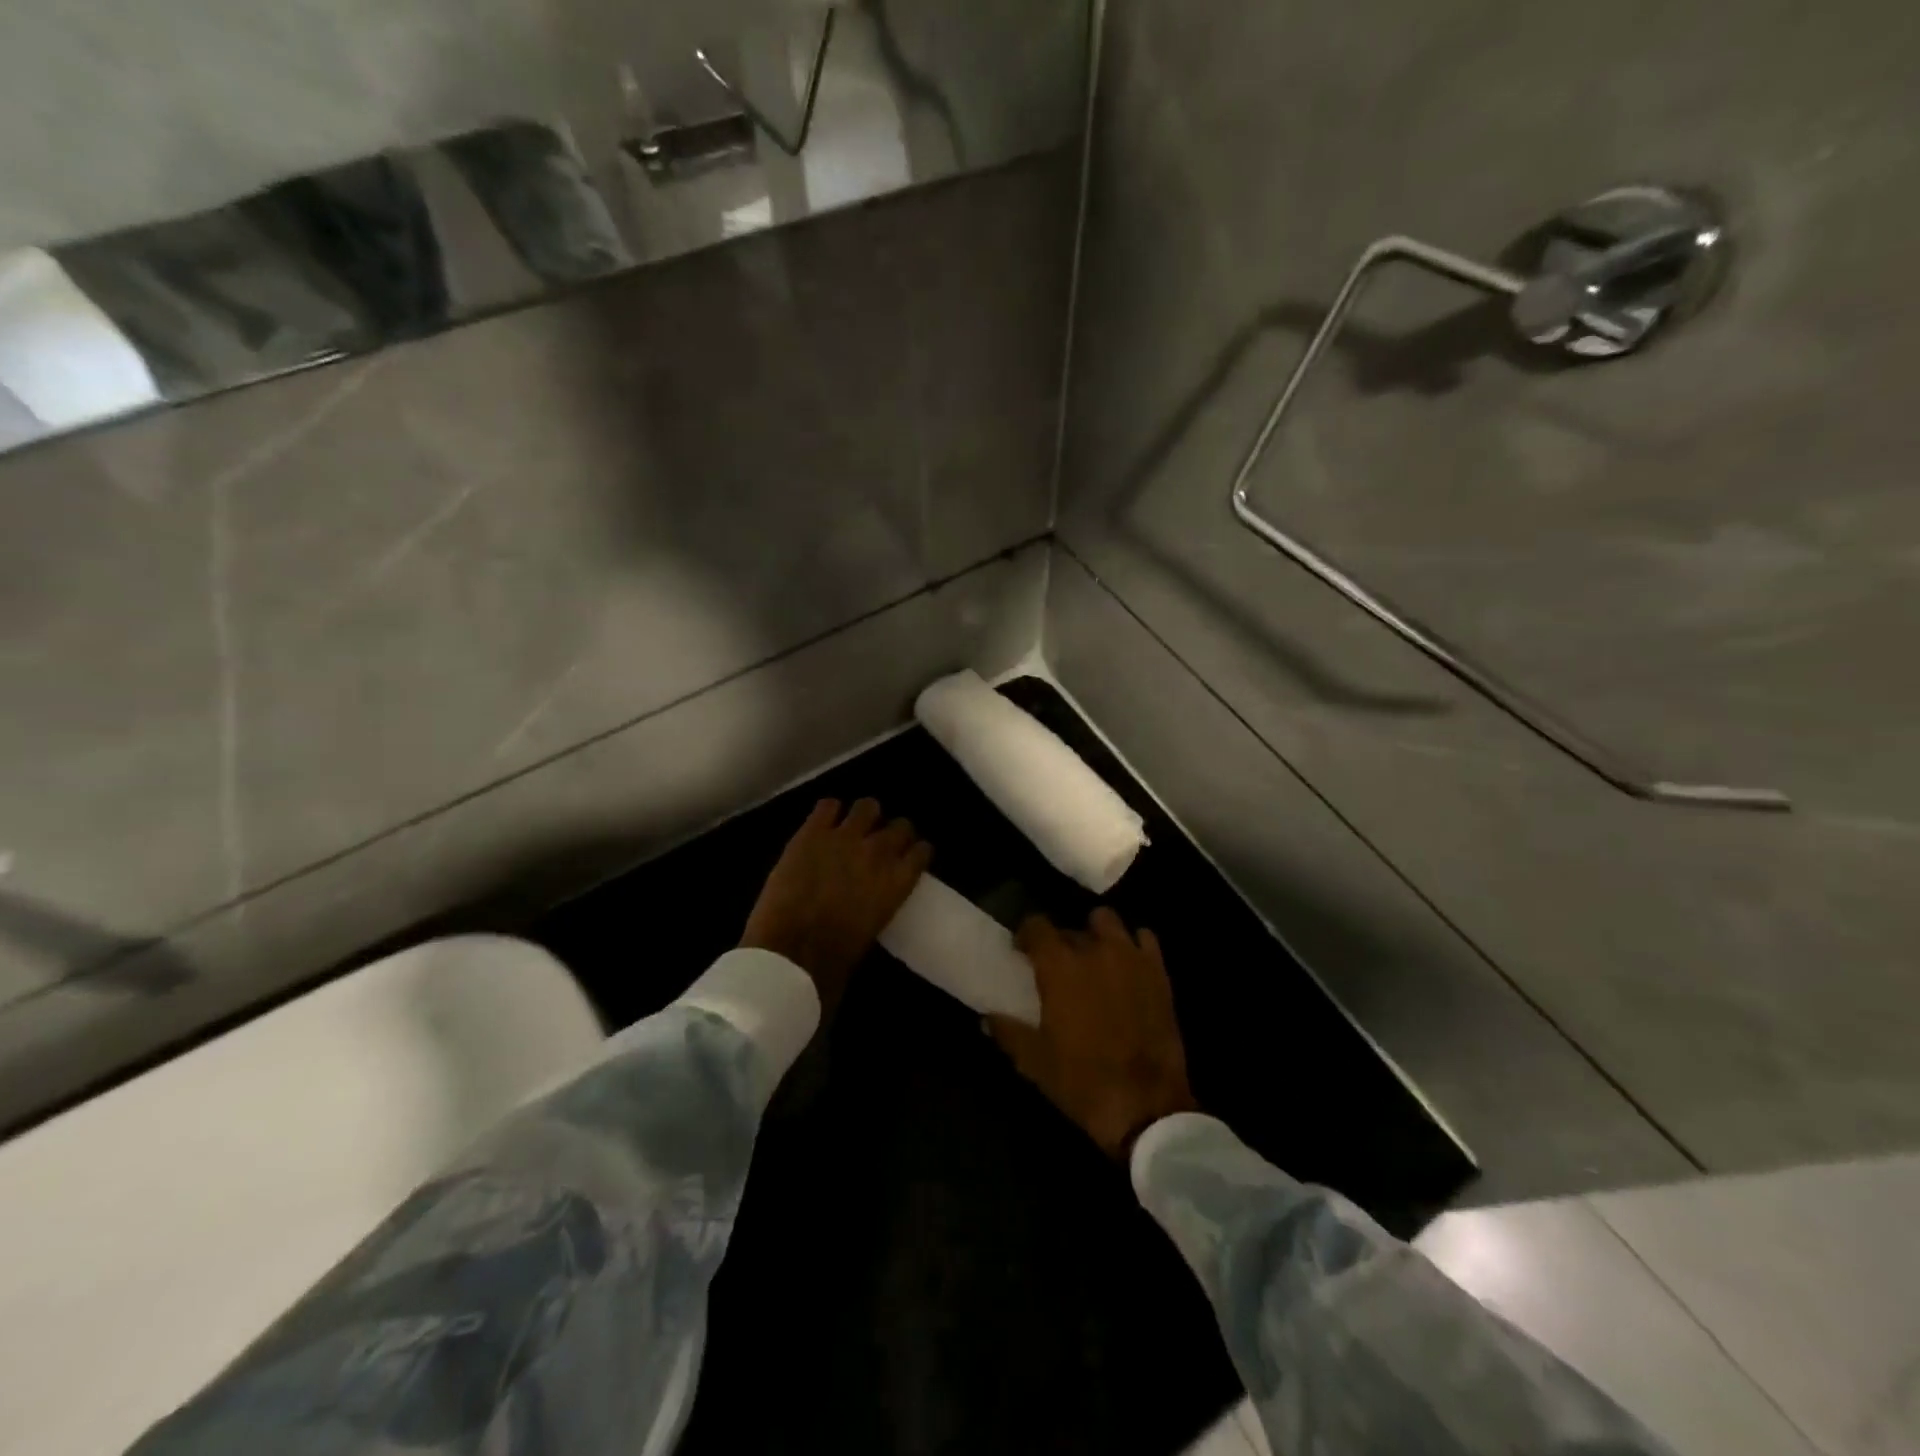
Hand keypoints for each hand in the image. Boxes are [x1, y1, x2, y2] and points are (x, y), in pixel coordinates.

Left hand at [740, 798, 930, 1014]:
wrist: (791, 950)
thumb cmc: (835, 959)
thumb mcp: (873, 932)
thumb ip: (880, 904)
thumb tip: (872, 901)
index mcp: (898, 882)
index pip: (922, 851)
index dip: (915, 852)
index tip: (909, 856)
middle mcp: (878, 852)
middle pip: (900, 825)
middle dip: (894, 832)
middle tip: (880, 843)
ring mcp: (844, 837)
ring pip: (867, 806)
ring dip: (864, 816)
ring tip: (853, 827)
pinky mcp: (811, 832)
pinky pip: (828, 805)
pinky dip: (828, 812)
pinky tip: (823, 824)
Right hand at [990, 908, 1198, 1160]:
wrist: (1146, 1105)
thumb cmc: (1082, 1081)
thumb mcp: (1034, 1061)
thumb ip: (1008, 1031)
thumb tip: (987, 1016)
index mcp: (1059, 966)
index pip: (1036, 925)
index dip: (1026, 934)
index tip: (1022, 952)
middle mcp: (1094, 950)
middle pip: (1071, 927)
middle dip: (1061, 942)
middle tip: (1059, 967)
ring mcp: (1130, 957)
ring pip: (1108, 921)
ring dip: (1097, 933)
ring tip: (1095, 958)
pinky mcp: (1159, 972)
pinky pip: (1144, 938)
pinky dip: (1133, 945)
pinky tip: (1128, 965)